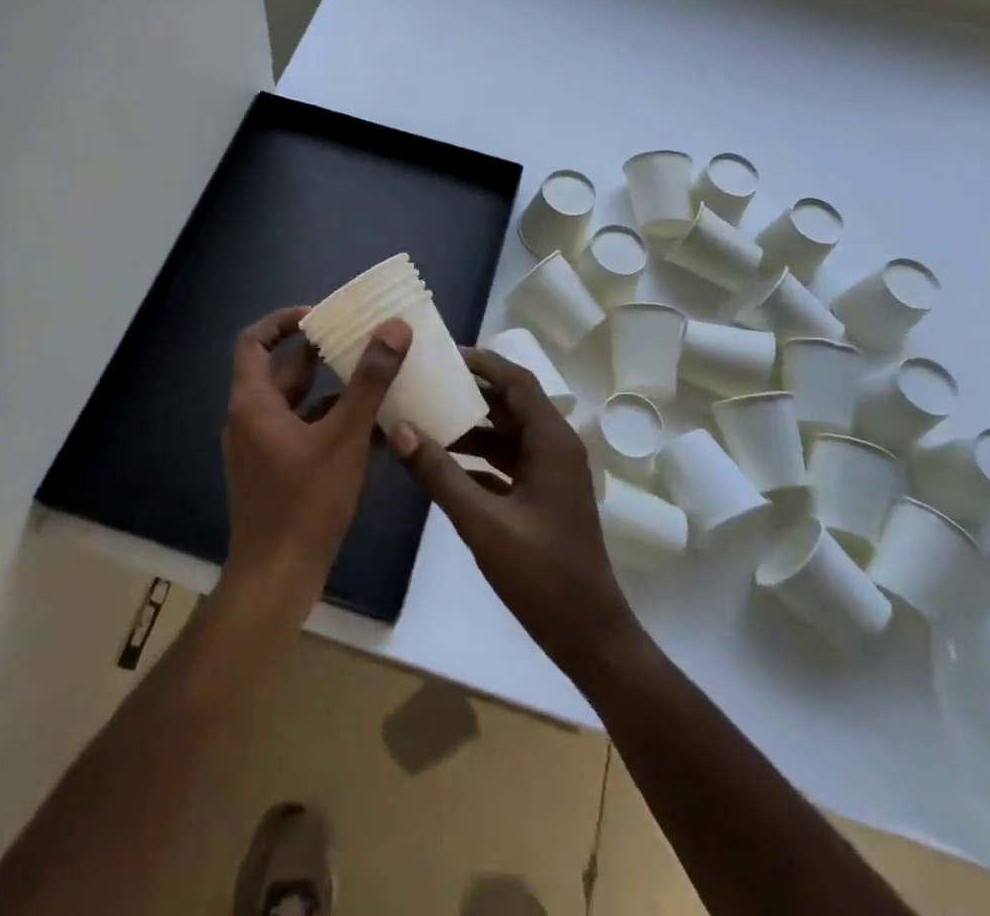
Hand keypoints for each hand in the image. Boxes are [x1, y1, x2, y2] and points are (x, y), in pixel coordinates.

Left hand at [220, 306, 411, 620]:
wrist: (276, 579)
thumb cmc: (305, 503)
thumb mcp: (345, 437)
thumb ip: (371, 381)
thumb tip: (395, 328)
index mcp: (253, 403)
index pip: (255, 342)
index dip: (284, 321)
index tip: (322, 315)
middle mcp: (250, 419)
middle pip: (282, 370)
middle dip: (322, 353)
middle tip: (362, 339)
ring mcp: (261, 448)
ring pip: (298, 403)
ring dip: (333, 389)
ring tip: (376, 376)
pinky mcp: (276, 471)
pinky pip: (304, 432)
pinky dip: (333, 422)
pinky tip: (375, 428)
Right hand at [387, 347, 641, 674]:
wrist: (590, 635)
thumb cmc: (543, 575)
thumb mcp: (483, 523)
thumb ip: (439, 475)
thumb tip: (399, 428)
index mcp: (552, 442)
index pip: (516, 382)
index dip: (482, 363)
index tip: (443, 353)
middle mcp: (555, 448)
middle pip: (510, 405)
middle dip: (469, 393)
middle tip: (425, 383)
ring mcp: (551, 474)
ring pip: (507, 436)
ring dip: (471, 428)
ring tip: (425, 419)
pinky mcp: (543, 498)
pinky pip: (507, 463)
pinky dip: (478, 459)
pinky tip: (442, 465)